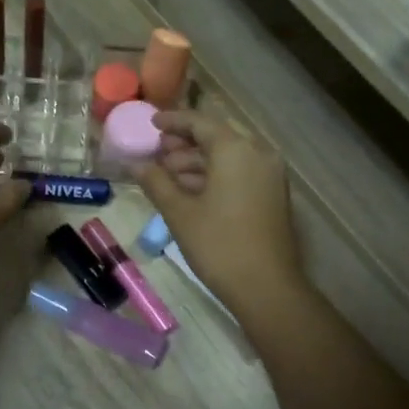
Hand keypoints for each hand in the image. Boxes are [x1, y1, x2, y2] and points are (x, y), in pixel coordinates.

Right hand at [139, 110, 304, 319]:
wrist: (266, 287)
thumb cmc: (218, 245)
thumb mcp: (179, 213)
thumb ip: (156, 182)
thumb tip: (135, 164)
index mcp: (236, 150)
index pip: (200, 122)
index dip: (173, 121)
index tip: (151, 123)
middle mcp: (258, 154)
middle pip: (216, 137)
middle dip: (185, 144)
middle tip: (157, 153)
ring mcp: (270, 175)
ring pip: (228, 157)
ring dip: (198, 162)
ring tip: (167, 175)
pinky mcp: (273, 195)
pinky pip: (240, 173)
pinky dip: (215, 176)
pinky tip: (190, 191)